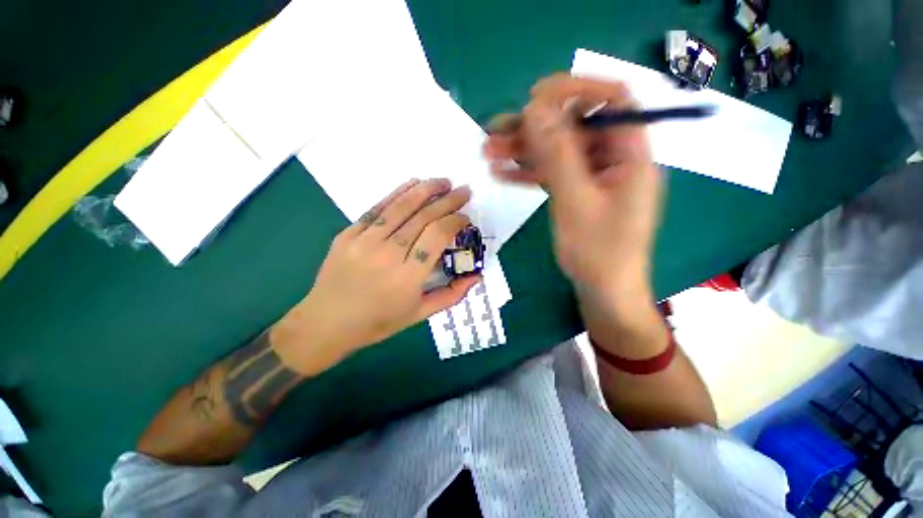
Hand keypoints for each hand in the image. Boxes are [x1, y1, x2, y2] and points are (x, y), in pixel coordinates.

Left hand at [272, 179, 480, 371]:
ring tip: (443, 181)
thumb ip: (451, 295)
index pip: (437, 236)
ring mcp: (364, 241)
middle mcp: (388, 254)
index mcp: (408, 277)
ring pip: (400, 207)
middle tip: (463, 191)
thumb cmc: (378, 321)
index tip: (465, 217)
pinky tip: (412, 184)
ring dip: (425, 189)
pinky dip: (397, 193)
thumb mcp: (420, 314)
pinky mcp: (348, 234)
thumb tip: (477, 276)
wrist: (327, 323)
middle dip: (447, 200)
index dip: (455, 221)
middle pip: (423, 217)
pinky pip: (377, 208)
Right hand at [484, 74, 662, 308]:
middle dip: (533, 127)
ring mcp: (593, 176)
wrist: (603, 290)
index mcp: (630, 154)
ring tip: (488, 152)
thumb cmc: (598, 252)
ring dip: (523, 150)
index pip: (613, 99)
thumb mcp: (576, 202)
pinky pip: (552, 173)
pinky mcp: (577, 192)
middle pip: (574, 127)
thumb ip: (558, 155)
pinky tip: (501, 172)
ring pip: (557, 151)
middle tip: (495, 130)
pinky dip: (528, 172)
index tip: (536, 98)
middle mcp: (613, 158)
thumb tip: (535, 110)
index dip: (576, 89)